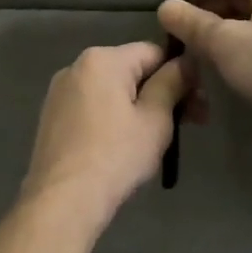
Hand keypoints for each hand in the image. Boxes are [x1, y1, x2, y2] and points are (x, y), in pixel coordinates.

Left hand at [20, 42, 191, 229]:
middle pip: (131, 70)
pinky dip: (113, 118)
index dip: (181, 74)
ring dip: (139, 107)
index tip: (198, 104)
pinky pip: (93, 107)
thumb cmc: (116, 156)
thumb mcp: (155, 119)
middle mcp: (76, 66)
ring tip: (158, 139)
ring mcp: (60, 92)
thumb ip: (172, 83)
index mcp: (102, 60)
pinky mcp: (52, 117)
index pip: (154, 52)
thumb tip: (186, 62)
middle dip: (163, 92)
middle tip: (191, 124)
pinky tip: (124, 146)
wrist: (62, 200)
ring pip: (112, 91)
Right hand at [156, 0, 251, 160]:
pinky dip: (237, 46)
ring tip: (190, 50)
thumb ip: (192, 23)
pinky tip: (217, 64)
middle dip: (204, 13)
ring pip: (248, 19)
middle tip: (173, 35)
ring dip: (218, 32)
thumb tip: (163, 7)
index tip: (164, 9)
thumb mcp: (227, 43)